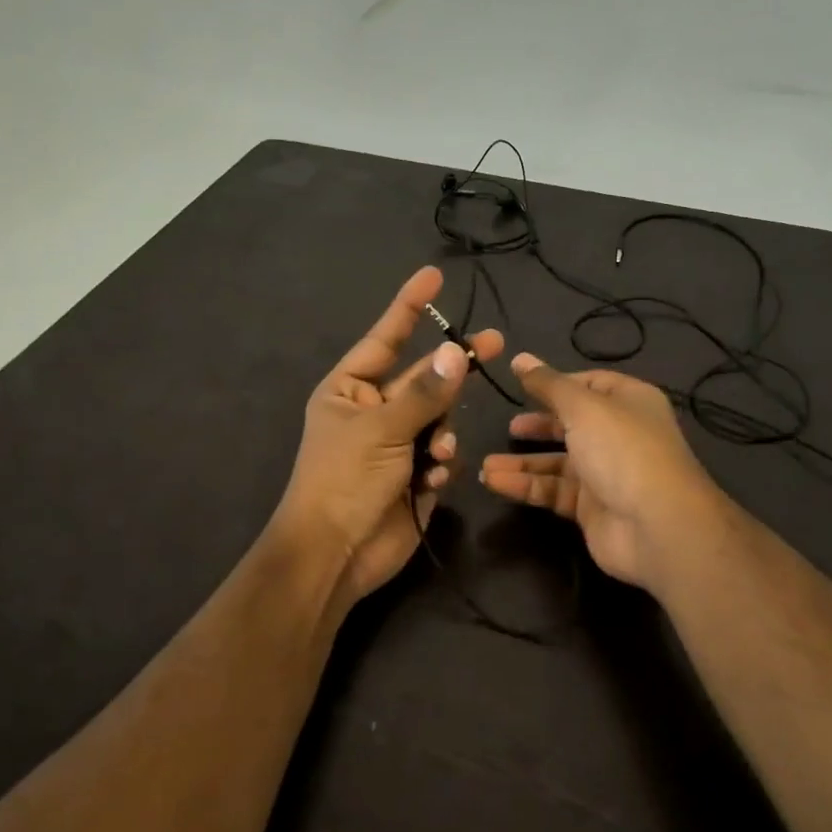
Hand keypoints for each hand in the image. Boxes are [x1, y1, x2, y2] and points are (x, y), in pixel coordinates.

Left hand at [275, 266, 504, 607]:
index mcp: (350, 390)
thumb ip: (424, 393)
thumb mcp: (381, 430)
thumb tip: (456, 353)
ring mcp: (396, 444)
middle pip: (424, 379)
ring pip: (440, 419)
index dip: (410, 307)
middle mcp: (373, 411)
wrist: (335, 555)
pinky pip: (442, 456)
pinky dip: (440, 466)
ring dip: (442, 435)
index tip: (434, 275)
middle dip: (454, 369)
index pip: (385, 338)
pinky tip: (429, 482)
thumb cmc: (344, 481)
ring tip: (434, 457)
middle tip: (496, 343)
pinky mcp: (415, 476)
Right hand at [479, 354, 725, 590]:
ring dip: (522, 463)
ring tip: (485, 465)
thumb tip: (520, 358)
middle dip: (538, 426)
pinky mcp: (592, 508)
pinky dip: (525, 487)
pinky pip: (553, 491)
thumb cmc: (622, 450)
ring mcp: (606, 473)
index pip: (590, 384)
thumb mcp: (583, 407)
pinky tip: (494, 482)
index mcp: (628, 401)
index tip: (522, 385)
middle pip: (572, 424)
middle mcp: (619, 434)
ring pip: (557, 463)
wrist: (656, 526)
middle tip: (508, 427)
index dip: (557, 384)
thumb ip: (548, 384)